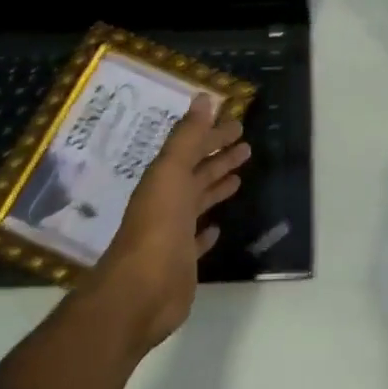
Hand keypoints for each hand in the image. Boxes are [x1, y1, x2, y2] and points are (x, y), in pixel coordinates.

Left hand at [91, 94, 249, 353]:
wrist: (142, 291)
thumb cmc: (158, 226)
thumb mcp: (171, 173)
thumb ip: (188, 137)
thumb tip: (204, 98)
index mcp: (164, 179)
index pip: (192, 149)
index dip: (213, 135)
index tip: (237, 123)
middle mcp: (167, 202)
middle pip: (196, 173)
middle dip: (218, 157)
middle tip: (246, 144)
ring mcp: (174, 232)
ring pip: (198, 202)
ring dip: (216, 186)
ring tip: (240, 176)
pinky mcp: (182, 261)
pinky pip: (197, 240)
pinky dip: (207, 231)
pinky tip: (218, 228)